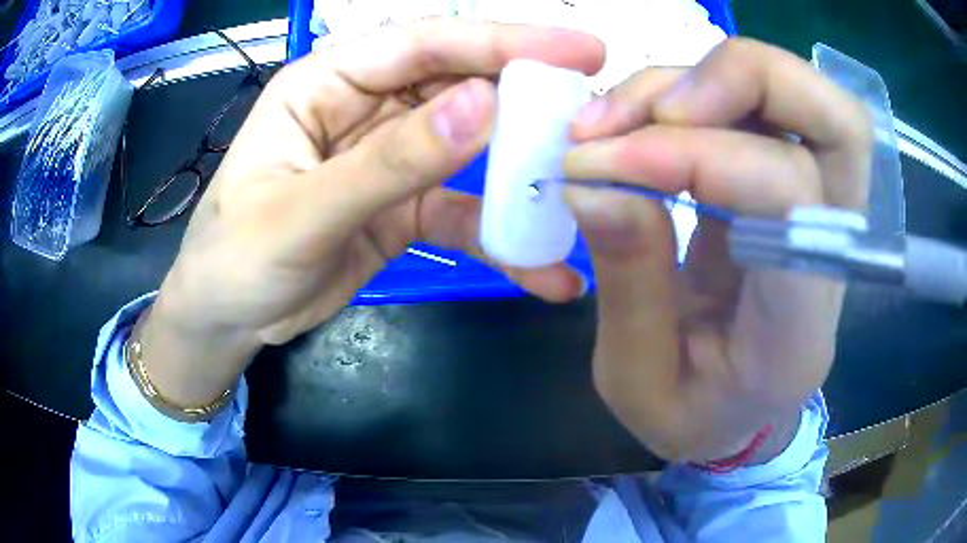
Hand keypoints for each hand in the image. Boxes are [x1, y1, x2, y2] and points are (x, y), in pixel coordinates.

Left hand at [140, 20, 604, 406]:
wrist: (228, 319)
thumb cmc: (237, 258)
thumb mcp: (303, 212)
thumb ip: (389, 162)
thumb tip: (482, 106)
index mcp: (325, 84)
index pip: (422, 44)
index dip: (499, 41)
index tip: (575, 52)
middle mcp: (363, 108)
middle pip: (457, 87)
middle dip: (526, 99)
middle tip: (595, 112)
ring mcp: (389, 158)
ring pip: (470, 150)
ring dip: (523, 174)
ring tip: (582, 191)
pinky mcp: (402, 207)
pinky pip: (462, 212)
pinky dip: (502, 239)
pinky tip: (543, 268)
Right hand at [564, 39, 872, 461]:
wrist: (736, 414)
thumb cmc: (693, 416)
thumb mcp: (638, 381)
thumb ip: (628, 283)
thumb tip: (591, 180)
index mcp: (799, 326)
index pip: (789, 195)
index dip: (696, 154)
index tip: (602, 161)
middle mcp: (832, 253)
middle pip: (839, 120)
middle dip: (743, 79)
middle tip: (655, 110)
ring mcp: (819, 209)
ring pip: (802, 95)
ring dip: (704, 77)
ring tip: (616, 117)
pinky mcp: (787, 183)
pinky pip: (761, 105)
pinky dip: (695, 90)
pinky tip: (640, 120)